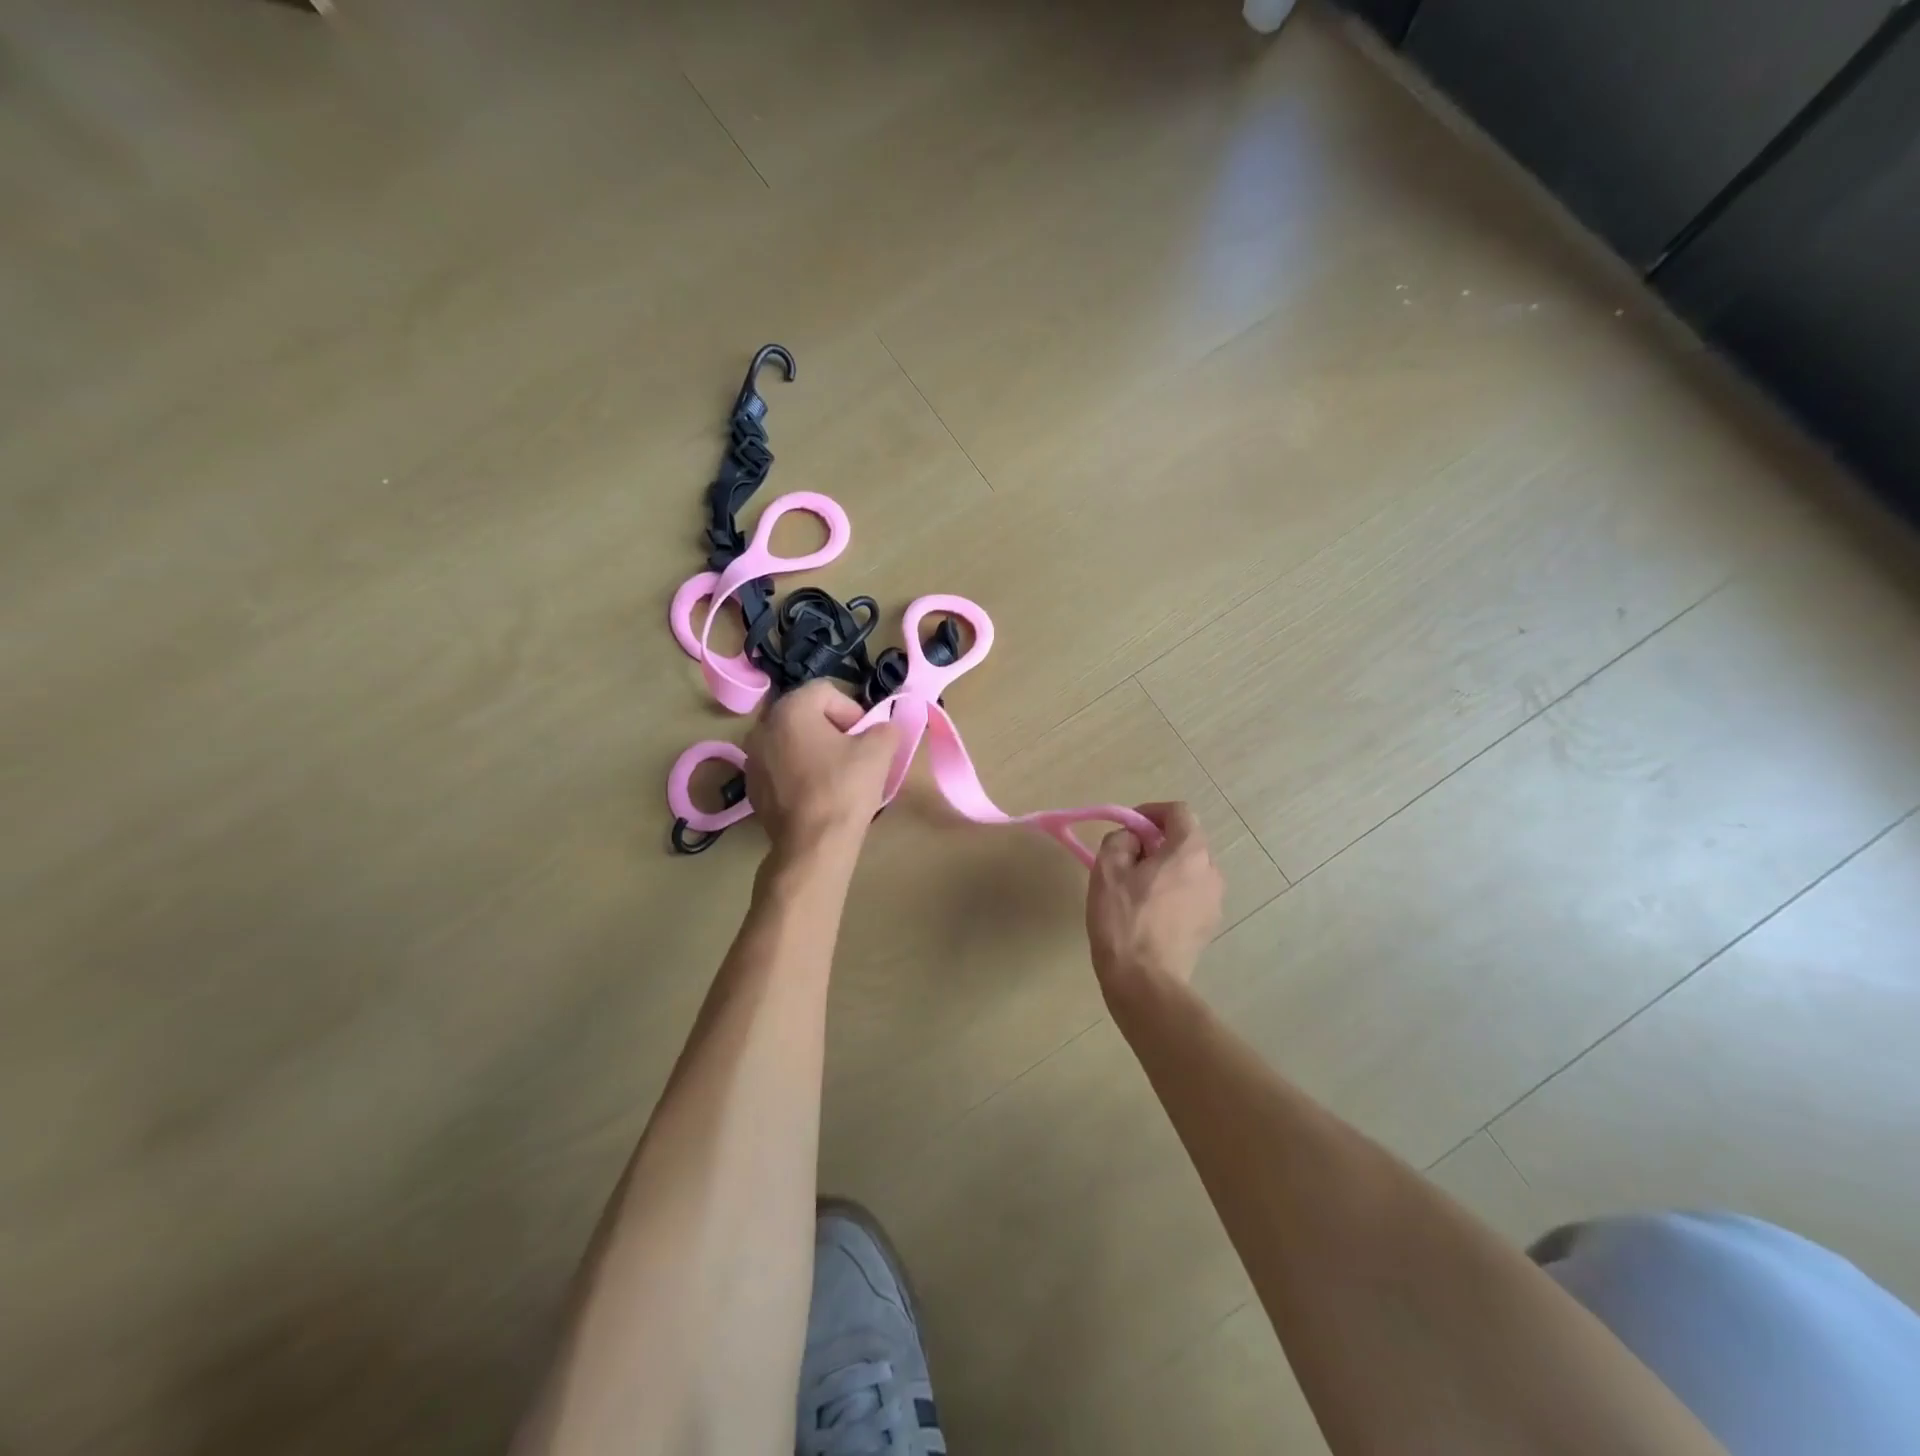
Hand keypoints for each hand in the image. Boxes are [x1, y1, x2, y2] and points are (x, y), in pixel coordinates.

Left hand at [744, 682, 898, 860]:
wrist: (813, 845)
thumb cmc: (844, 789)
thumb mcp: (880, 750)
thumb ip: (885, 727)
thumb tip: (883, 728)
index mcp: (790, 709)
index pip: (827, 691)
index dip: (853, 711)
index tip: (865, 739)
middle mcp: (763, 726)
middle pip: (806, 715)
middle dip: (832, 730)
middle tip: (853, 756)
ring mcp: (752, 758)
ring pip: (792, 742)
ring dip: (814, 751)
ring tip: (835, 777)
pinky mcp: (751, 787)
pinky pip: (780, 767)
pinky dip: (798, 773)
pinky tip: (816, 795)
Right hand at [1086, 802, 1223, 997]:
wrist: (1145, 982)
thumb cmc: (1124, 920)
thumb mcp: (1107, 870)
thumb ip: (1119, 840)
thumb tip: (1132, 840)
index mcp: (1190, 852)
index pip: (1178, 812)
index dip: (1150, 812)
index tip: (1128, 827)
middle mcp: (1211, 871)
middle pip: (1185, 840)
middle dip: (1156, 842)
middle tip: (1125, 858)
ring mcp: (1215, 901)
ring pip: (1188, 869)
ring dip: (1164, 868)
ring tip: (1135, 889)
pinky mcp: (1209, 925)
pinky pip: (1191, 894)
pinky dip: (1172, 892)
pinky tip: (1148, 914)